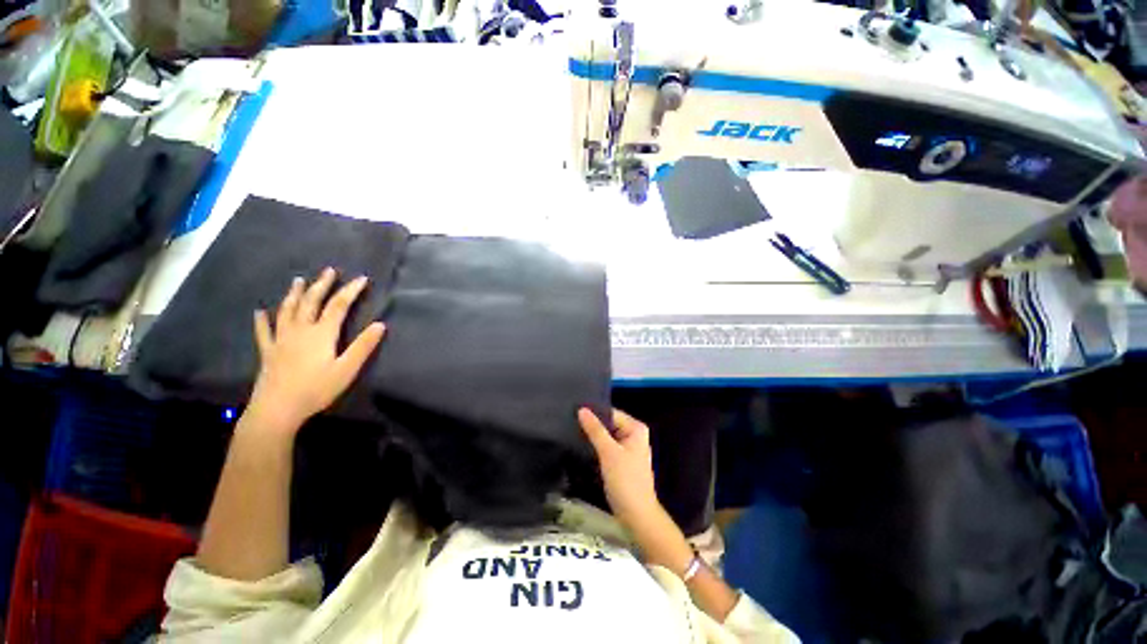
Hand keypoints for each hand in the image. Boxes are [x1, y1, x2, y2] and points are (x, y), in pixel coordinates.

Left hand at [246, 267, 385, 433]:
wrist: (276, 409)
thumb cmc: (316, 389)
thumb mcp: (347, 369)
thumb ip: (363, 346)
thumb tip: (380, 324)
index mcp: (321, 333)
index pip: (338, 306)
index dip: (351, 291)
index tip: (361, 279)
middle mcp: (300, 330)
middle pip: (311, 302)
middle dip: (322, 285)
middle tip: (329, 271)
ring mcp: (281, 340)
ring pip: (288, 311)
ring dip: (295, 294)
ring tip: (299, 280)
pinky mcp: (268, 352)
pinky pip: (264, 332)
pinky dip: (262, 320)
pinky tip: (260, 312)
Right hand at [578, 408, 660, 528]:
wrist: (636, 515)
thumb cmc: (626, 480)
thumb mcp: (609, 452)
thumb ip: (595, 430)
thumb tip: (582, 409)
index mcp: (636, 428)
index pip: (611, 413)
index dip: (594, 412)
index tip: (573, 411)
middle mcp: (633, 435)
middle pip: (609, 423)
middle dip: (592, 424)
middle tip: (569, 421)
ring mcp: (628, 448)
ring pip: (606, 436)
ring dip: (593, 436)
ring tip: (571, 431)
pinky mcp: (621, 461)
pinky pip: (607, 447)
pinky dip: (596, 446)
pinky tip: (581, 445)